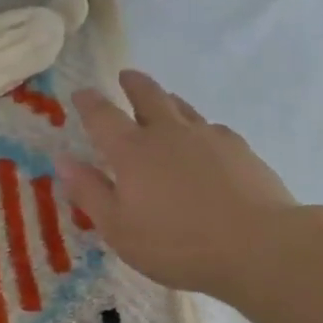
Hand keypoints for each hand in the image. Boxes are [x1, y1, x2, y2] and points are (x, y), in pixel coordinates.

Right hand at [56, 70, 295, 299]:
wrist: (259, 246)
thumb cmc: (177, 243)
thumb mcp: (119, 228)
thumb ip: (90, 192)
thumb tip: (63, 160)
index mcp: (133, 151)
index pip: (103, 116)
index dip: (89, 103)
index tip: (81, 93)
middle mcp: (169, 133)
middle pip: (148, 96)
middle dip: (133, 85)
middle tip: (126, 76)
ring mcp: (208, 137)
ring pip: (182, 108)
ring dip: (167, 100)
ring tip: (163, 100)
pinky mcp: (240, 149)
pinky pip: (212, 128)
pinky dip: (199, 127)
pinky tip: (204, 140)